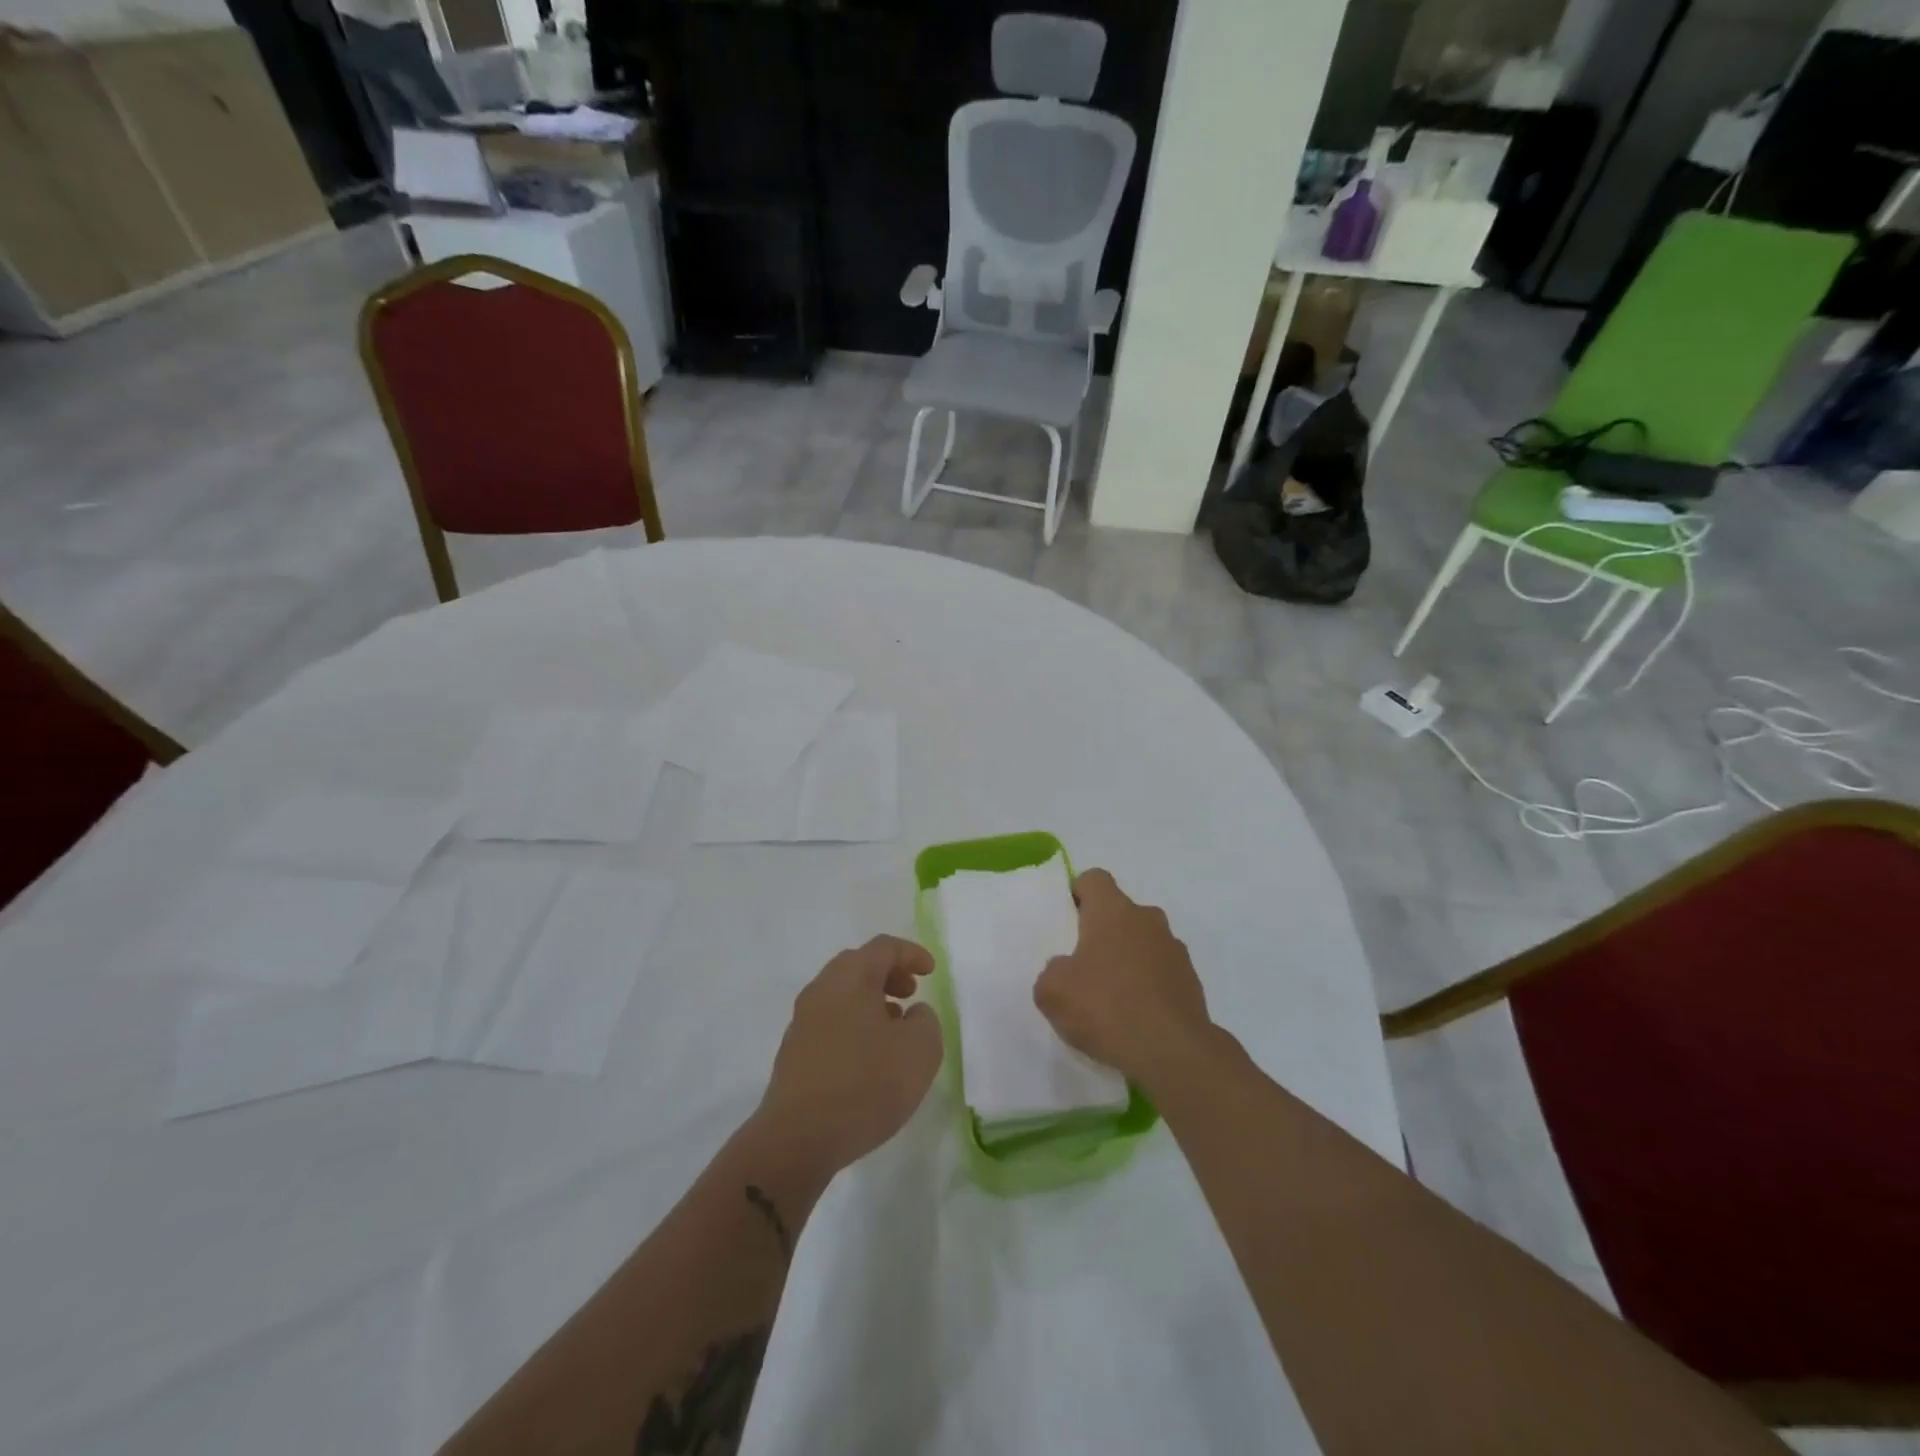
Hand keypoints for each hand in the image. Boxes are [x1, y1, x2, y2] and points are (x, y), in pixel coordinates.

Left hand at [756, 935, 943, 1177]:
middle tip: (910, 994)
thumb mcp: (920, 1050)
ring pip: (842, 996)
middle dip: (888, 974)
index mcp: (850, 978)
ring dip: (871, 1002)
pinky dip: (854, 1025)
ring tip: (894, 1029)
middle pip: (858, 966)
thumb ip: (926, 1021)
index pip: (883, 947)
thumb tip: (912, 1014)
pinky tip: (869, 1058)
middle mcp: (821, 990)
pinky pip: (831, 1023)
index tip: (930, 972)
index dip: (911, 954)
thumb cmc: (865, 1084)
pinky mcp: (794, 1054)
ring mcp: (802, 1022)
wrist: (797, 1139)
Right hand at [1033, 869, 1215, 1087]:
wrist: (1173, 1052)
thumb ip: (1052, 972)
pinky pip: (1160, 972)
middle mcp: (1147, 919)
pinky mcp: (1191, 980)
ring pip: (1142, 942)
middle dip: (1102, 932)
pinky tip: (1134, 1017)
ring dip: (1127, 959)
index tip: (1067, 922)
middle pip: (1119, 912)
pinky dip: (1147, 985)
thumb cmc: (1106, 1007)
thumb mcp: (1052, 992)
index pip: (1094, 879)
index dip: (1078, 894)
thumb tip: (1065, 970)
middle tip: (1083, 967)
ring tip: (1110, 999)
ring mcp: (1174, 948)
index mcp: (1112, 910)